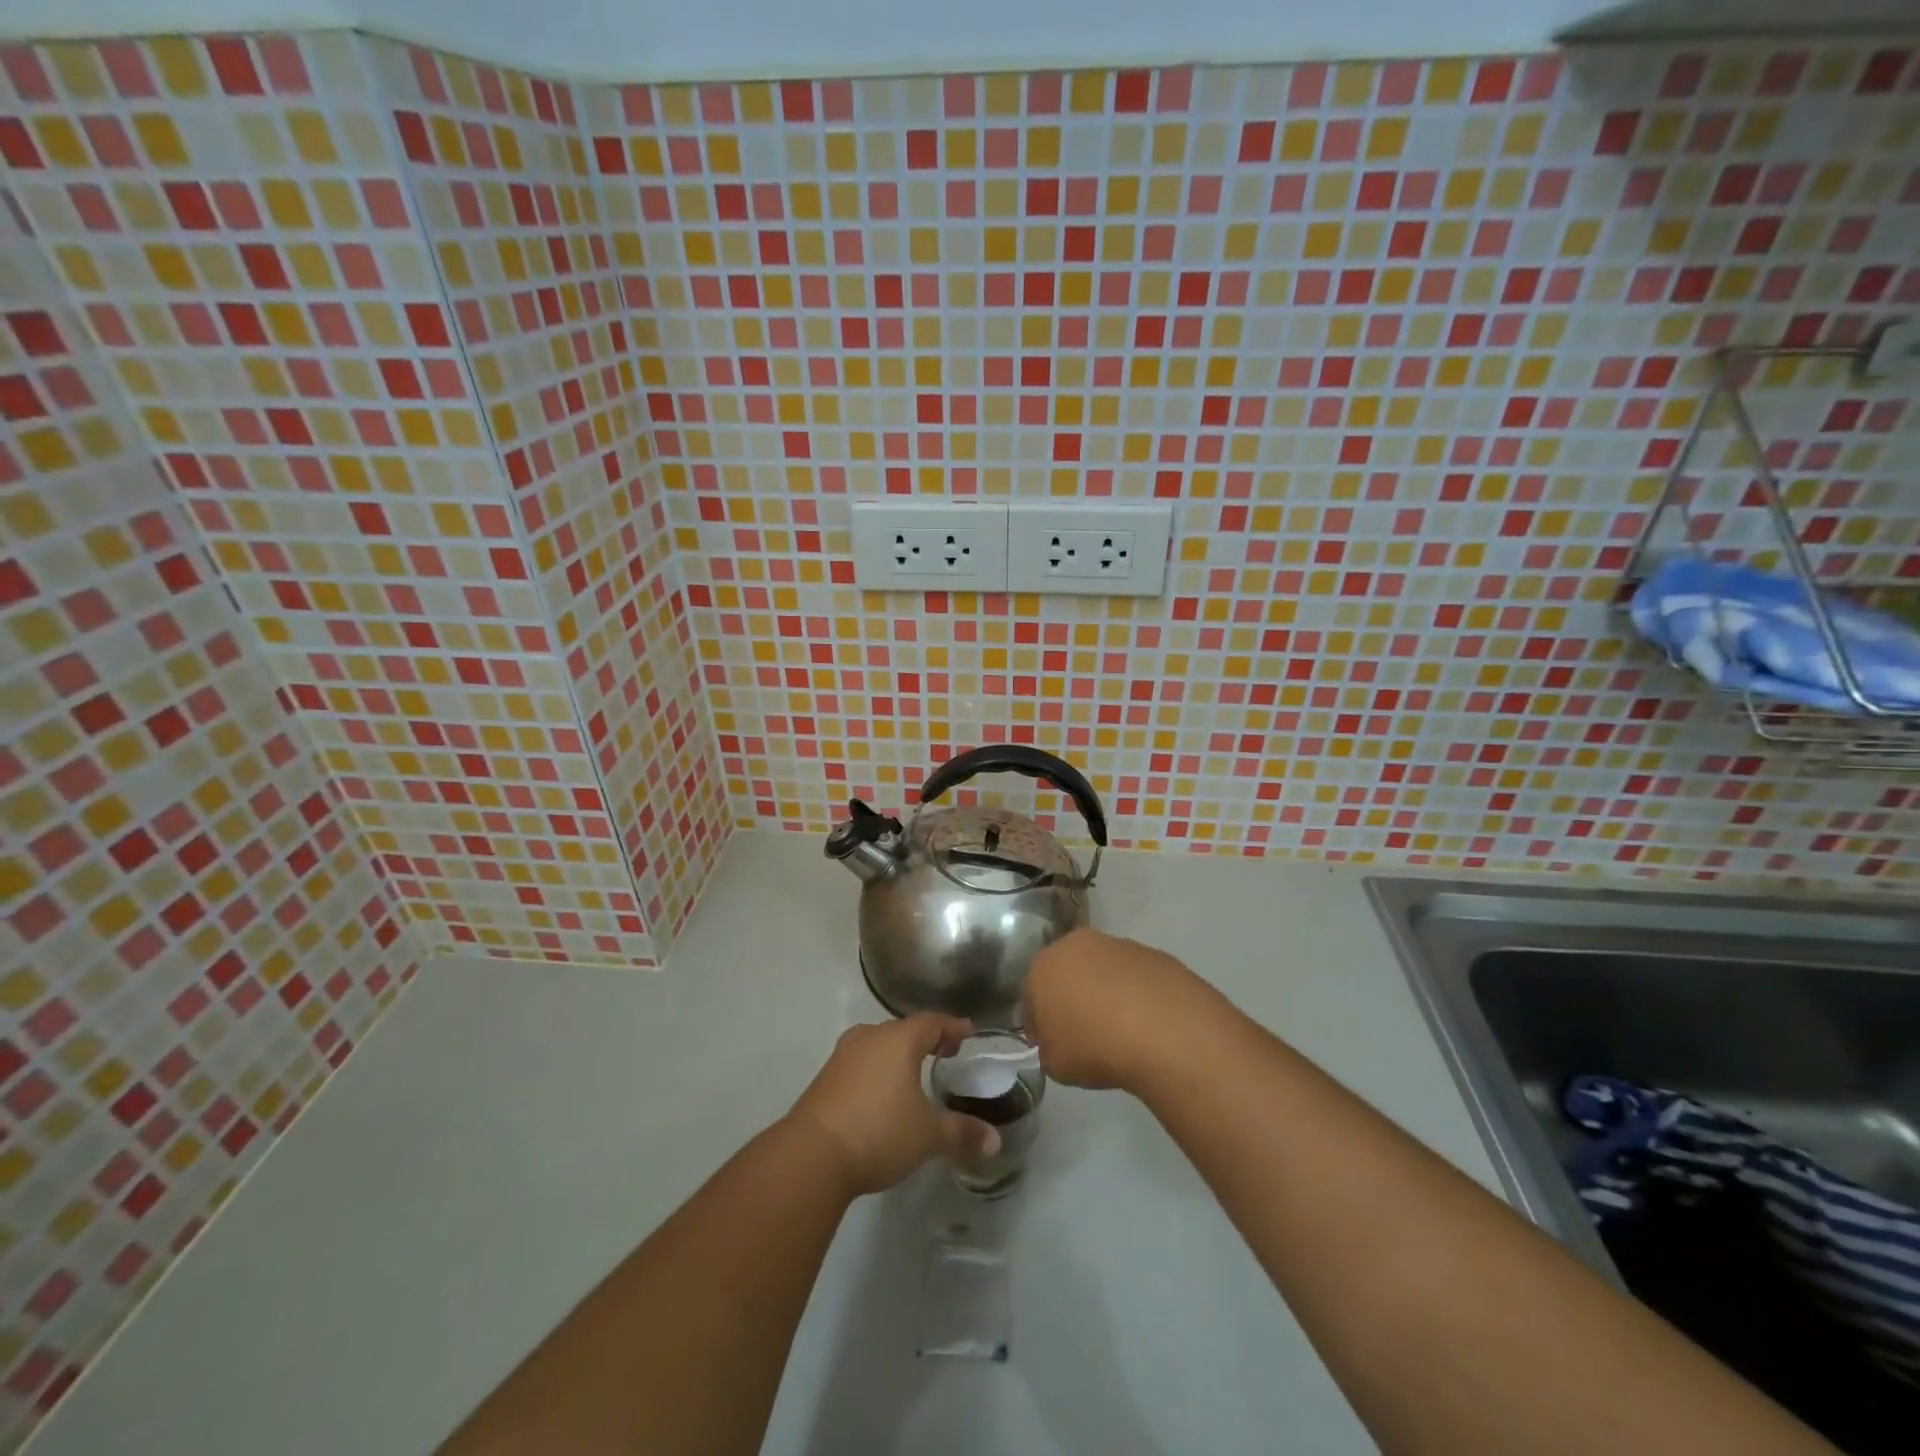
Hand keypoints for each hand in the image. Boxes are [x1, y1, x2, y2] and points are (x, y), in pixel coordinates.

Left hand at [785, 1015, 1000, 1197]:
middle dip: (925, 1039)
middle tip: (944, 1053)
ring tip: (913, 1073)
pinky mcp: (825, 1078)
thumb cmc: (879, 1131)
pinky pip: (860, 1064)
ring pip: (878, 1045)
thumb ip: (962, 1133)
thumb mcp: (928, 1135)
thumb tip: (994, 1141)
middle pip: (903, 1030)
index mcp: (898, 1040)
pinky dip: (876, 1071)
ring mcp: (843, 1056)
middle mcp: (870, 1037)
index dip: (952, 1027)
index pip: (932, 1022)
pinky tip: (881, 1094)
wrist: (811, 1154)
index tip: (967, 1033)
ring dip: (897, 1055)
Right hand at [1024, 927, 1220, 1092]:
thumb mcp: (1055, 1064)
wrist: (1163, 1030)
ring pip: (1103, 971)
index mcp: (1043, 966)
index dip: (1040, 1023)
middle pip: (1068, 973)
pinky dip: (1137, 995)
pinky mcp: (1153, 953)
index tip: (1052, 1045)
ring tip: (1122, 1032)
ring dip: (1106, 994)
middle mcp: (1077, 945)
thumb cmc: (1094, 1046)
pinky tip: (1147, 1024)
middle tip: (1086, 1034)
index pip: (1031, 995)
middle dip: (1072, 998)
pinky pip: (1135, 978)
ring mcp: (1118, 945)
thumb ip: (1049, 1048)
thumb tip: (1061, 1041)